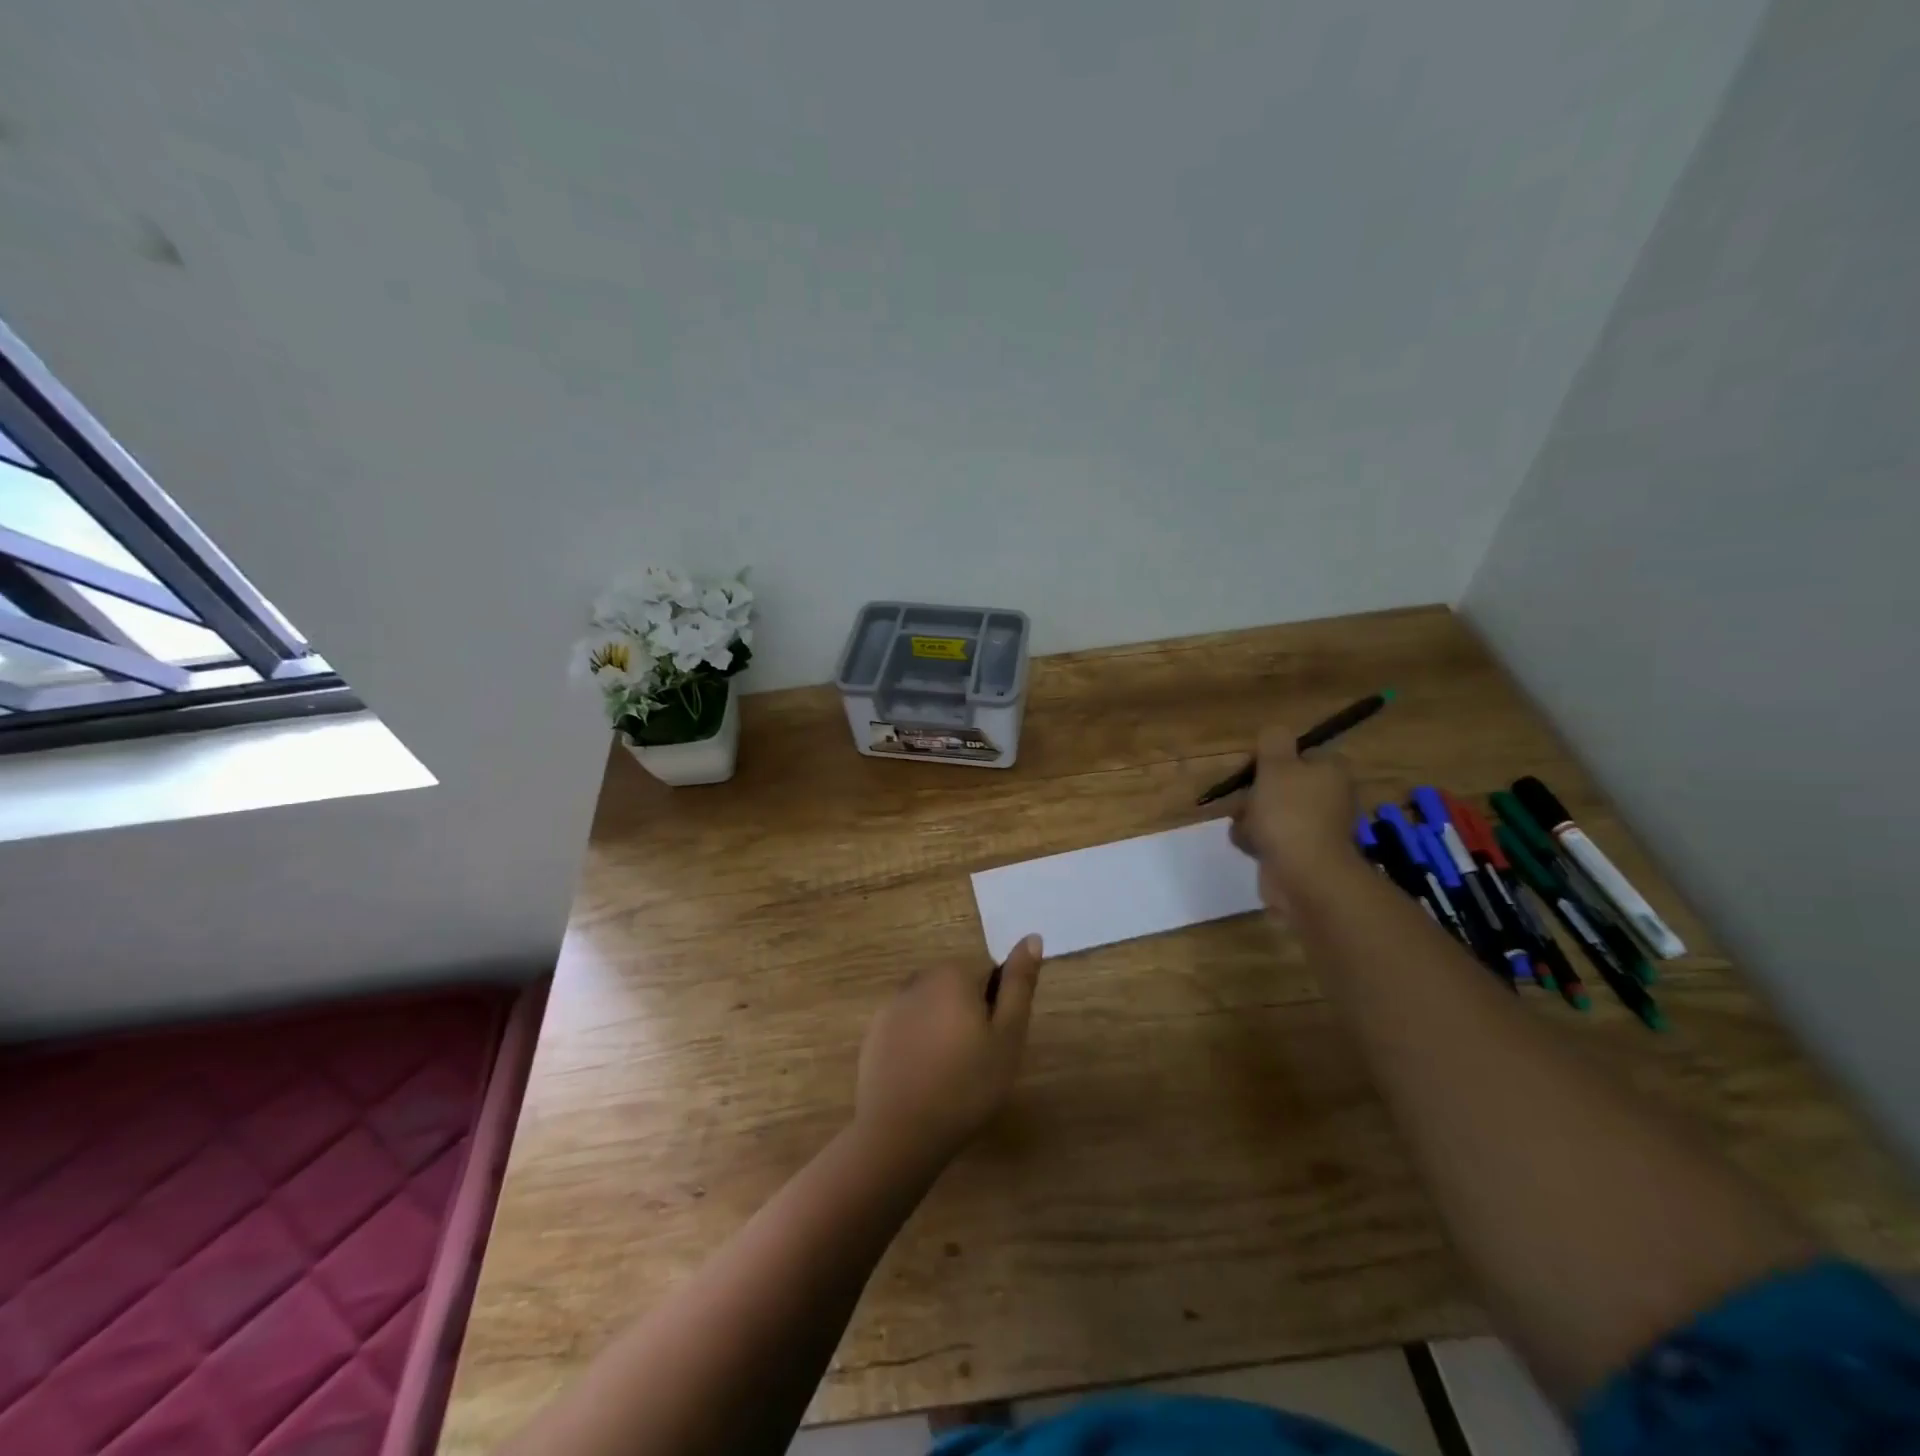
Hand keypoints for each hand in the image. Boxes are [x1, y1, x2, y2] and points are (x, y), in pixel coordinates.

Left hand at [853, 935, 1044, 1166]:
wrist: (901, 1132)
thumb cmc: (966, 1084)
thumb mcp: (1008, 1036)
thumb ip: (1019, 984)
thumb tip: (1031, 937)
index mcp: (953, 974)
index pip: (989, 976)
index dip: (997, 1010)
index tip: (995, 1045)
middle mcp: (919, 979)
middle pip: (958, 989)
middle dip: (970, 1016)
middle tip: (978, 1062)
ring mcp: (891, 1006)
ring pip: (932, 1009)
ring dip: (944, 1029)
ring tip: (950, 1074)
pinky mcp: (874, 1034)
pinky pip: (907, 1029)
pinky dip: (918, 1045)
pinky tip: (924, 1079)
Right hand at [1226, 725, 1359, 912]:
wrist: (1304, 875)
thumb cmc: (1290, 813)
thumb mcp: (1276, 766)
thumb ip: (1273, 741)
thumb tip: (1275, 732)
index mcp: (1331, 771)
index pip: (1300, 753)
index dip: (1273, 759)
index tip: (1254, 769)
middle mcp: (1331, 796)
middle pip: (1282, 783)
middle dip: (1256, 792)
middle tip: (1243, 800)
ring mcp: (1318, 827)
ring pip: (1272, 811)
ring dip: (1251, 818)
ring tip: (1246, 827)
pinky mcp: (1304, 853)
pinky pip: (1272, 838)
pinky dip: (1257, 840)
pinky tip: (1248, 844)